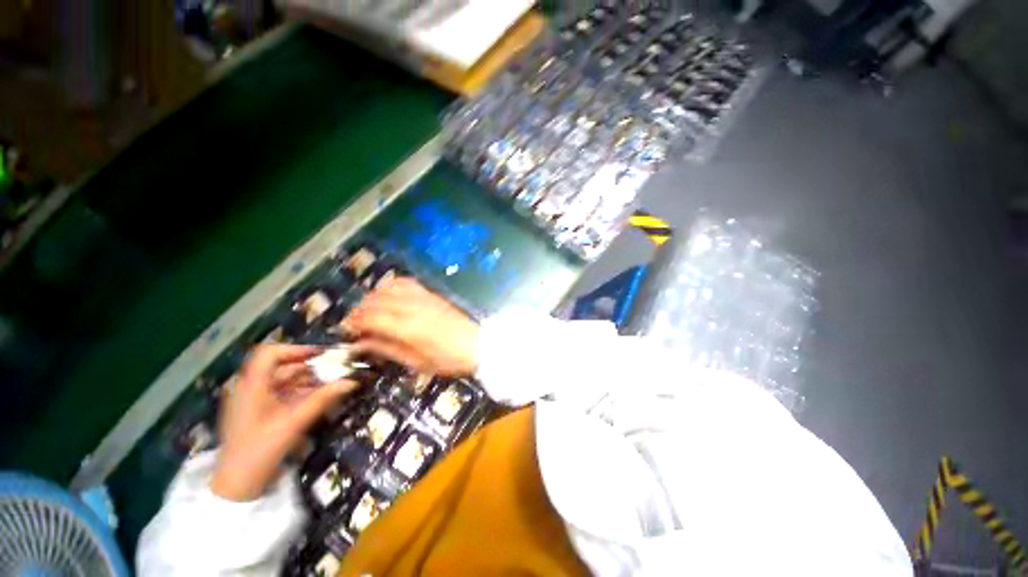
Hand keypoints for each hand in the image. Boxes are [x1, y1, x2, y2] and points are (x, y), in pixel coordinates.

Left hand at [211, 344, 356, 501]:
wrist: (237, 486)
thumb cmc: (260, 450)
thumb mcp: (294, 422)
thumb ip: (323, 398)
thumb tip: (352, 381)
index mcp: (251, 385)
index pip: (271, 353)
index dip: (297, 350)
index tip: (322, 355)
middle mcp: (250, 387)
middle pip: (281, 366)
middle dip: (311, 367)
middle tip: (336, 371)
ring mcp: (253, 400)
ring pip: (284, 380)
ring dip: (309, 380)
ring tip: (332, 384)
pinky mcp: (258, 412)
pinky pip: (282, 393)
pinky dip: (301, 392)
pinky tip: (319, 397)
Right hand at [343, 278, 478, 375]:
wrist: (477, 345)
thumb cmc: (447, 360)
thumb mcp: (416, 362)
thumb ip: (387, 349)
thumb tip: (361, 343)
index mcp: (407, 328)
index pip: (370, 317)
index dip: (354, 322)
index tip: (347, 330)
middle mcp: (412, 308)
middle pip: (376, 300)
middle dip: (360, 310)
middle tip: (356, 323)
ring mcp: (423, 298)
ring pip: (388, 288)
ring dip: (374, 296)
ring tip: (371, 310)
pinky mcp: (431, 294)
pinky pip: (407, 282)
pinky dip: (392, 285)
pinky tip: (390, 295)